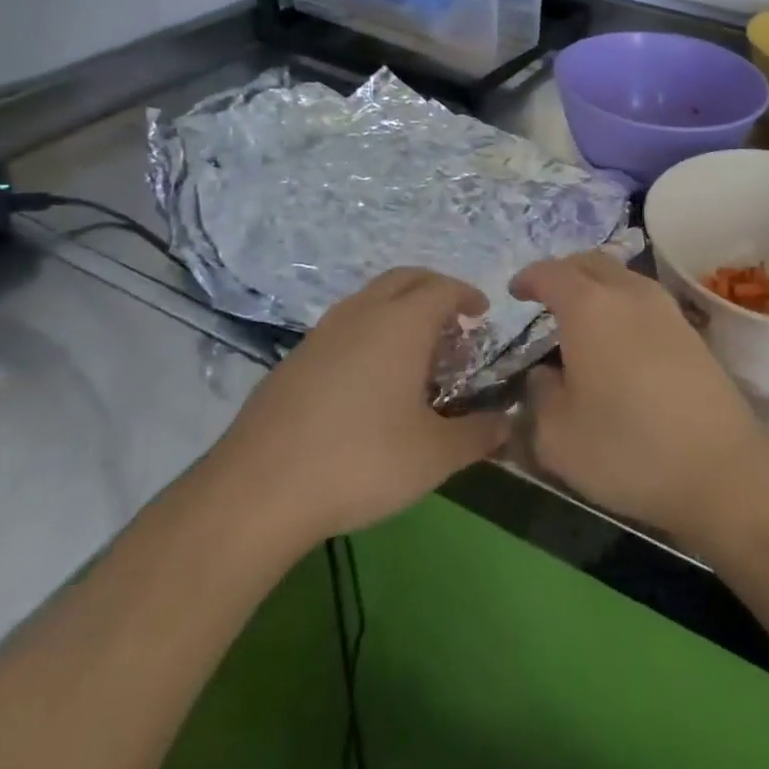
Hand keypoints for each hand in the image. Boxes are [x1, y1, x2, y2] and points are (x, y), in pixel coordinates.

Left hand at [214, 268, 508, 544]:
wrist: (259, 489)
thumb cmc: (361, 461)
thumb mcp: (435, 455)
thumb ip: (479, 434)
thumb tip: (509, 422)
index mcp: (401, 324)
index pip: (443, 288)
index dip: (468, 295)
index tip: (483, 315)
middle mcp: (362, 313)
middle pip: (405, 279)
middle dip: (435, 290)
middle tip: (455, 322)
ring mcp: (322, 333)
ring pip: (371, 299)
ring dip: (400, 309)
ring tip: (416, 351)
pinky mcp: (295, 358)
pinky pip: (346, 324)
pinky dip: (371, 330)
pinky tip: (371, 379)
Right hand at [510, 252, 768, 544]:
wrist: (722, 470)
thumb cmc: (628, 449)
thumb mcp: (557, 436)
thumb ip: (539, 395)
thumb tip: (545, 375)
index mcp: (589, 307)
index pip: (550, 273)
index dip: (528, 279)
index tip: (515, 292)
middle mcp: (629, 294)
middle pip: (590, 262)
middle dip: (563, 273)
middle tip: (545, 299)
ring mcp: (666, 309)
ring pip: (622, 277)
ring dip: (596, 287)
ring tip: (580, 320)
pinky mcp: (691, 332)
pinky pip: (644, 300)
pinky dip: (621, 305)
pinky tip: (617, 341)